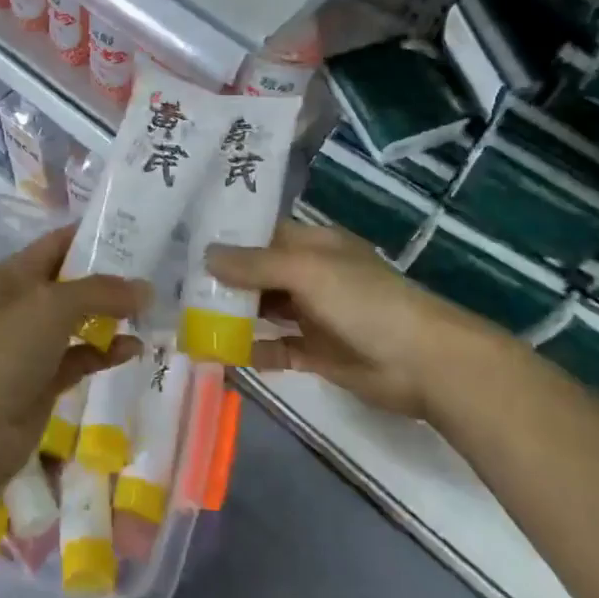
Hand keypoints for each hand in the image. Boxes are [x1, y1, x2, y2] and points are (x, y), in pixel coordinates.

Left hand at [0, 224, 146, 482]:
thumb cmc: (6, 349)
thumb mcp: (53, 306)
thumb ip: (102, 292)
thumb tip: (146, 289)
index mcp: (15, 274)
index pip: (58, 243)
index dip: (93, 236)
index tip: (136, 233)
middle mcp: (23, 303)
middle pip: (72, 282)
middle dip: (109, 279)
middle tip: (153, 274)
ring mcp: (33, 343)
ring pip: (79, 321)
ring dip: (111, 317)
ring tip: (148, 314)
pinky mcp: (44, 379)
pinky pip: (82, 356)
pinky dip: (105, 352)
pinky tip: (133, 350)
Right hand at [206, 221, 490, 418]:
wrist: (422, 363)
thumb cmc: (364, 301)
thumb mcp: (307, 271)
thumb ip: (256, 264)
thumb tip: (206, 255)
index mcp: (313, 246)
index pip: (263, 234)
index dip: (228, 237)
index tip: (185, 241)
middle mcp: (311, 275)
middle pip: (259, 273)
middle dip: (223, 279)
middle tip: (176, 284)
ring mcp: (314, 314)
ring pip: (264, 310)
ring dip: (233, 315)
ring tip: (188, 319)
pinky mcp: (317, 352)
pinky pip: (276, 348)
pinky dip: (252, 350)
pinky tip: (221, 355)